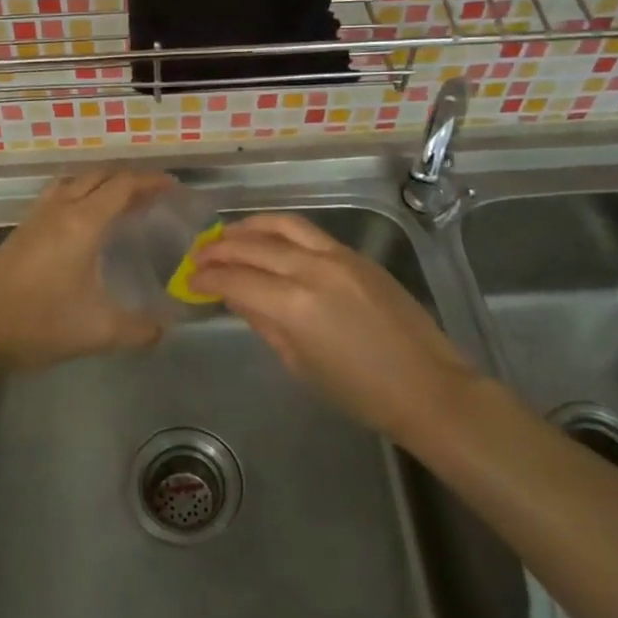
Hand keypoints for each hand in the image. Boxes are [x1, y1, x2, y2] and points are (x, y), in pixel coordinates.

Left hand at [0, 167, 174, 372]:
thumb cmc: (38, 322)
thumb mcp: (98, 332)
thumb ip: (138, 330)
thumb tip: (164, 330)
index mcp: (83, 222)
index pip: (123, 186)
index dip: (151, 182)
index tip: (173, 187)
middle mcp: (60, 209)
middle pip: (98, 176)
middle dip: (129, 180)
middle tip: (151, 196)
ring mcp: (36, 217)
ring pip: (73, 182)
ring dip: (100, 183)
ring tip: (118, 202)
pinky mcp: (20, 231)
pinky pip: (56, 196)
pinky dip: (78, 195)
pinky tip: (80, 223)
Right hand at [190, 212, 487, 447]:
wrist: (426, 386)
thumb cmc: (359, 392)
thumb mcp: (300, 363)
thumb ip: (264, 322)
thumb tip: (236, 296)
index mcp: (294, 306)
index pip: (236, 280)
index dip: (208, 278)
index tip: (190, 280)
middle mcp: (312, 270)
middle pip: (253, 246)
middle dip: (219, 249)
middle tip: (198, 255)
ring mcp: (338, 256)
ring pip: (282, 225)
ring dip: (248, 227)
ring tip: (227, 234)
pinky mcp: (356, 255)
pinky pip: (309, 232)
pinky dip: (280, 230)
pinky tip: (267, 239)